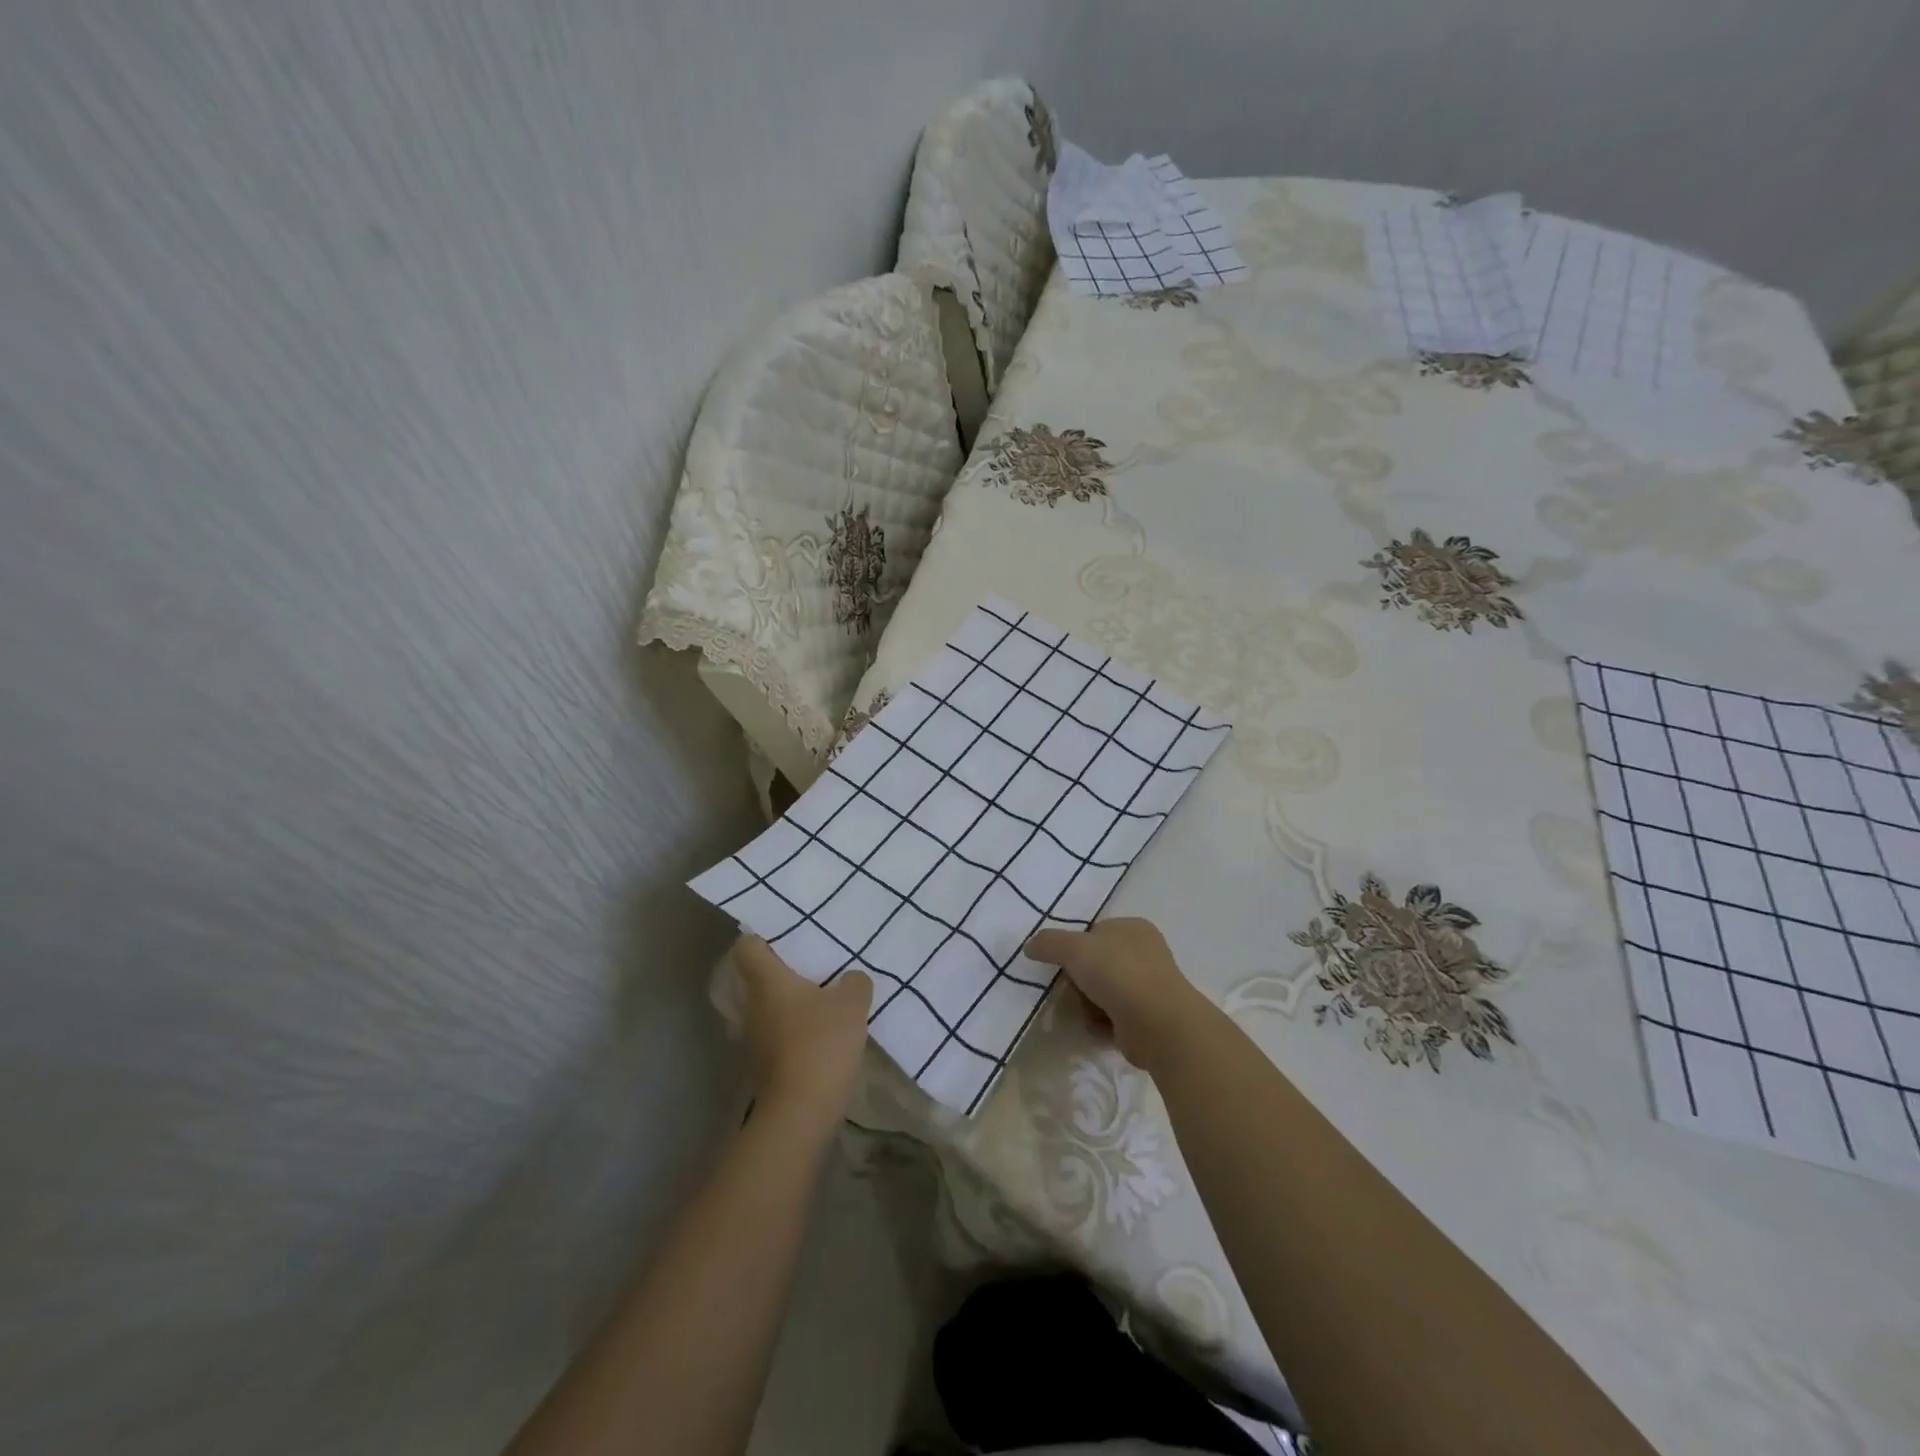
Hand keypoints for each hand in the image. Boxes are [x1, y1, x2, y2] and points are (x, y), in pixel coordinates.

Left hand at [734, 937, 871, 1135]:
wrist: (800, 1112)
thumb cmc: (821, 1043)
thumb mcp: (851, 1004)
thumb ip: (854, 983)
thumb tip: (850, 980)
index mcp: (767, 981)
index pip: (747, 947)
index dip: (762, 937)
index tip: (787, 935)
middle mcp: (753, 1005)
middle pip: (757, 977)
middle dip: (781, 969)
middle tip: (812, 963)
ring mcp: (755, 1037)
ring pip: (767, 1006)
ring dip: (788, 1001)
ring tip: (821, 996)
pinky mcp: (764, 1063)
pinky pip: (777, 1032)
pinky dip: (794, 1027)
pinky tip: (821, 1031)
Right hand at [1025, 917, 1209, 1072]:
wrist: (1157, 1023)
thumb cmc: (1118, 972)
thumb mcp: (1074, 948)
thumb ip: (1049, 943)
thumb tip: (1029, 946)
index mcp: (1133, 928)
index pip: (1094, 933)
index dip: (1074, 947)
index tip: (1061, 963)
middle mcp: (1144, 954)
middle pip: (1096, 964)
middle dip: (1079, 980)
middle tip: (1068, 990)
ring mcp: (1148, 987)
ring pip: (1102, 992)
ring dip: (1087, 1004)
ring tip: (1082, 1012)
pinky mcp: (1146, 1018)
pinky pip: (1112, 1017)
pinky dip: (1100, 1023)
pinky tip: (1096, 1028)